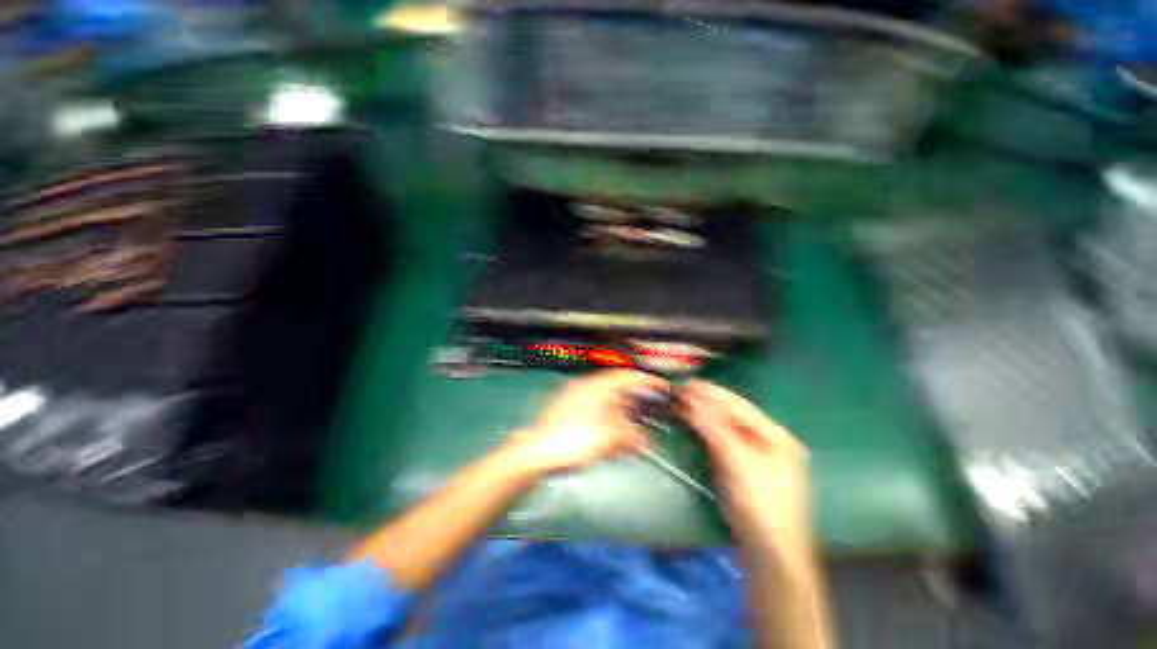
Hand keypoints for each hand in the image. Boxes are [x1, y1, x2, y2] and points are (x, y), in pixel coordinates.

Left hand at [512, 370, 666, 474]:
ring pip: (606, 398)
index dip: (647, 380)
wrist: (535, 452)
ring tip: (634, 424)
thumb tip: (648, 442)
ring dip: (622, 410)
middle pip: (618, 387)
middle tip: (650, 409)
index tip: (663, 386)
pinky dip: (609, 416)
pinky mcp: (568, 410)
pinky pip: (596, 407)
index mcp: (596, 387)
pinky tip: (613, 431)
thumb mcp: (608, 439)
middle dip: (635, 398)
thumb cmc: (572, 441)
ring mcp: (575, 397)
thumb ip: (631, 437)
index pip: (627, 376)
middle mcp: (586, 387)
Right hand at [680, 380, 813, 552]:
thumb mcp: (738, 461)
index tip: (688, 383)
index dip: (713, 393)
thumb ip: (715, 427)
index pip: (740, 406)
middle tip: (682, 391)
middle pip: (734, 416)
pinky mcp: (746, 471)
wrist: (770, 554)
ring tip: (684, 403)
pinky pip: (725, 443)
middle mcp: (771, 442)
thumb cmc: (760, 504)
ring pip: (728, 428)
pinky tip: (696, 425)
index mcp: (777, 436)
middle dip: (708, 402)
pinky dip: (708, 432)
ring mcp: (759, 457)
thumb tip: (693, 399)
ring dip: (706, 416)